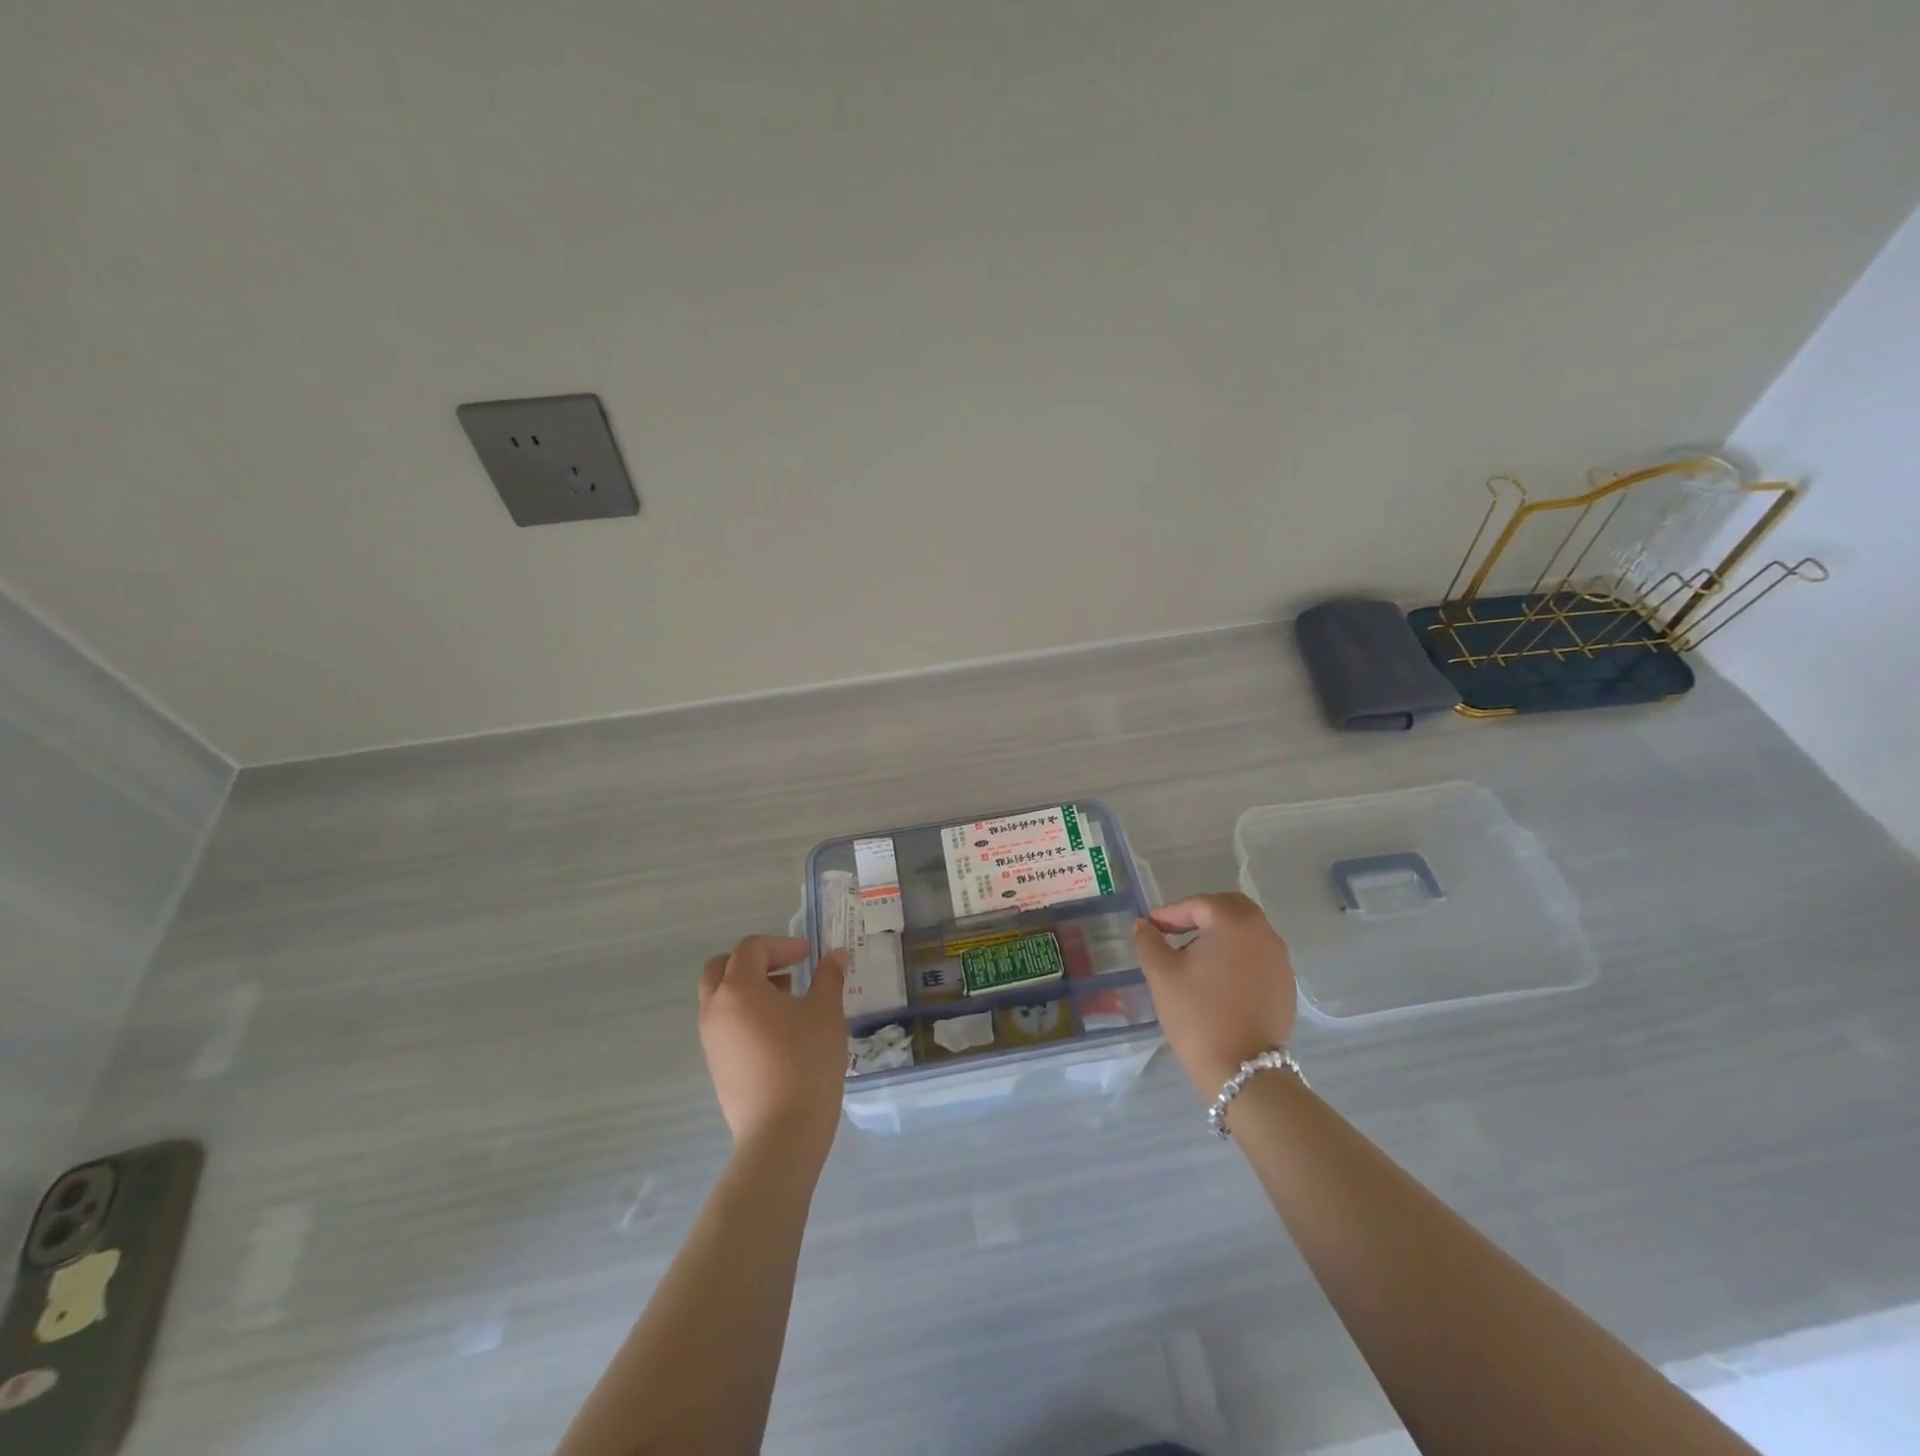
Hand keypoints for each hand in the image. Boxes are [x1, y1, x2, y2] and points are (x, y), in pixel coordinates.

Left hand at [698, 935, 848, 1151]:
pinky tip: (780, 1031)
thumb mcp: (826, 1012)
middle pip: (723, 968)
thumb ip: (829, 977)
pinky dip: (745, 1013)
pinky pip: (724, 1024)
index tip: (809, 954)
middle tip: (789, 969)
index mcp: (738, 989)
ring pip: (721, 997)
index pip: (751, 948)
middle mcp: (715, 1009)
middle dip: (756, 961)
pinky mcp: (717, 1065)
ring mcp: (711, 1040)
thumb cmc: (805, 1062)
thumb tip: (835, 955)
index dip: (781, 944)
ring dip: (750, 987)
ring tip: (789, 1000)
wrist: (781, 1134)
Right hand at [1134, 892, 1297, 1096]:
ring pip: (1248, 930)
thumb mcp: (1161, 975)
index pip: (1199, 904)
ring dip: (1221, 933)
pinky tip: (1219, 977)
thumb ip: (1149, 942)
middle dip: (1202, 913)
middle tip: (1176, 929)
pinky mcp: (1286, 984)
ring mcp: (1280, 960)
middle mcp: (1263, 934)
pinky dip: (1238, 954)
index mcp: (1234, 924)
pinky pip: (1259, 954)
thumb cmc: (1197, 1014)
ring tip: (1195, 955)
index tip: (1152, 925)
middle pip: (1231, 907)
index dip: (1171, 912)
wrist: (1242, 1069)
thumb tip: (1144, 925)